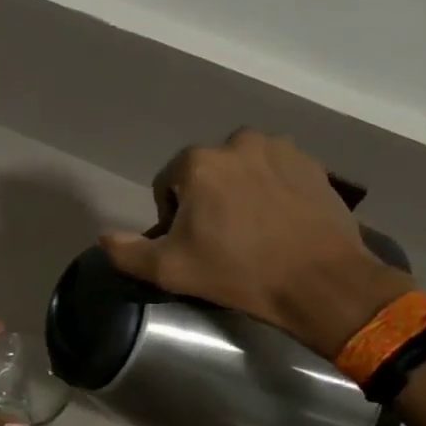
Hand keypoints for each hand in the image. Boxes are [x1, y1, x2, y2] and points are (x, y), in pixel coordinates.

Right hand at [99, 130, 411, 356]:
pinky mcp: (312, 163)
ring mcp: (280, 149)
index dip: (174, 216)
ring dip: (241, 190)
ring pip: (243, 168)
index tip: (193, 245)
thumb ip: (128, 252)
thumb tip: (103, 238)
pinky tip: (282, 221)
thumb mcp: (171, 271)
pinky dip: (273, 189)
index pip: (169, 184)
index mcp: (199, 163)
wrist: (322, 283)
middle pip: (207, 173)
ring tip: (255, 229)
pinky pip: (277, 171)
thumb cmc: (240, 273)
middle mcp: (238, 142)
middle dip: (208, 199)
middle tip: (224, 239)